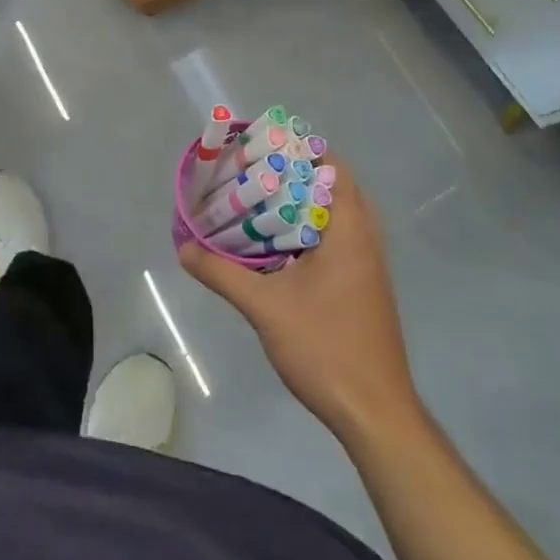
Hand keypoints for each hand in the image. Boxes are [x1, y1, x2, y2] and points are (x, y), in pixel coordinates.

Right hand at [181, 161, 420, 443]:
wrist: (375, 413)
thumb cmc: (325, 348)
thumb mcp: (265, 308)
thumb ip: (223, 274)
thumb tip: (184, 250)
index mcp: (349, 230)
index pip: (332, 167)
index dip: (300, 149)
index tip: (263, 146)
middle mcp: (365, 238)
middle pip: (336, 185)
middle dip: (299, 172)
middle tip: (258, 171)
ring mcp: (369, 264)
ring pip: (339, 213)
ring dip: (307, 201)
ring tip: (264, 199)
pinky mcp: (366, 285)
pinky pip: (340, 237)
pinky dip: (313, 227)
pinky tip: (281, 244)